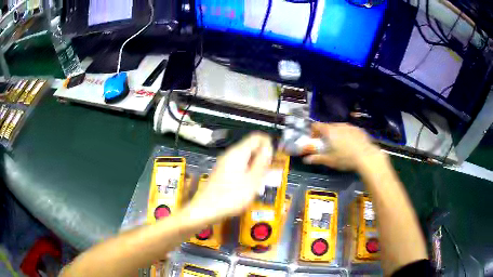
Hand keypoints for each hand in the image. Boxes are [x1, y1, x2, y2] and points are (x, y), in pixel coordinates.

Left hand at [183, 133, 272, 224]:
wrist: (205, 210)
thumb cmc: (231, 197)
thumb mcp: (252, 181)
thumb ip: (262, 162)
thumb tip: (269, 147)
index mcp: (238, 152)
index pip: (257, 137)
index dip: (268, 143)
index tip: (275, 157)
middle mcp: (230, 154)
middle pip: (250, 147)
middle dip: (263, 156)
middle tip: (270, 172)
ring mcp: (224, 163)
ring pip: (245, 157)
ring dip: (256, 165)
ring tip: (261, 181)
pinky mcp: (221, 172)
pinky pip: (238, 166)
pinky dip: (247, 171)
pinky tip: (249, 185)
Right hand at [303, 123, 382, 170]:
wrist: (367, 157)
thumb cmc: (345, 158)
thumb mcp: (329, 161)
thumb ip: (316, 158)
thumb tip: (306, 159)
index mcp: (329, 131)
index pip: (316, 125)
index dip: (313, 131)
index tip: (314, 139)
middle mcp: (339, 125)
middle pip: (328, 126)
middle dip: (326, 134)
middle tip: (327, 145)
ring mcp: (350, 126)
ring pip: (340, 128)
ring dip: (337, 134)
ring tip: (340, 145)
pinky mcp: (359, 130)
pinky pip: (350, 130)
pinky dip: (347, 135)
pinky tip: (351, 145)